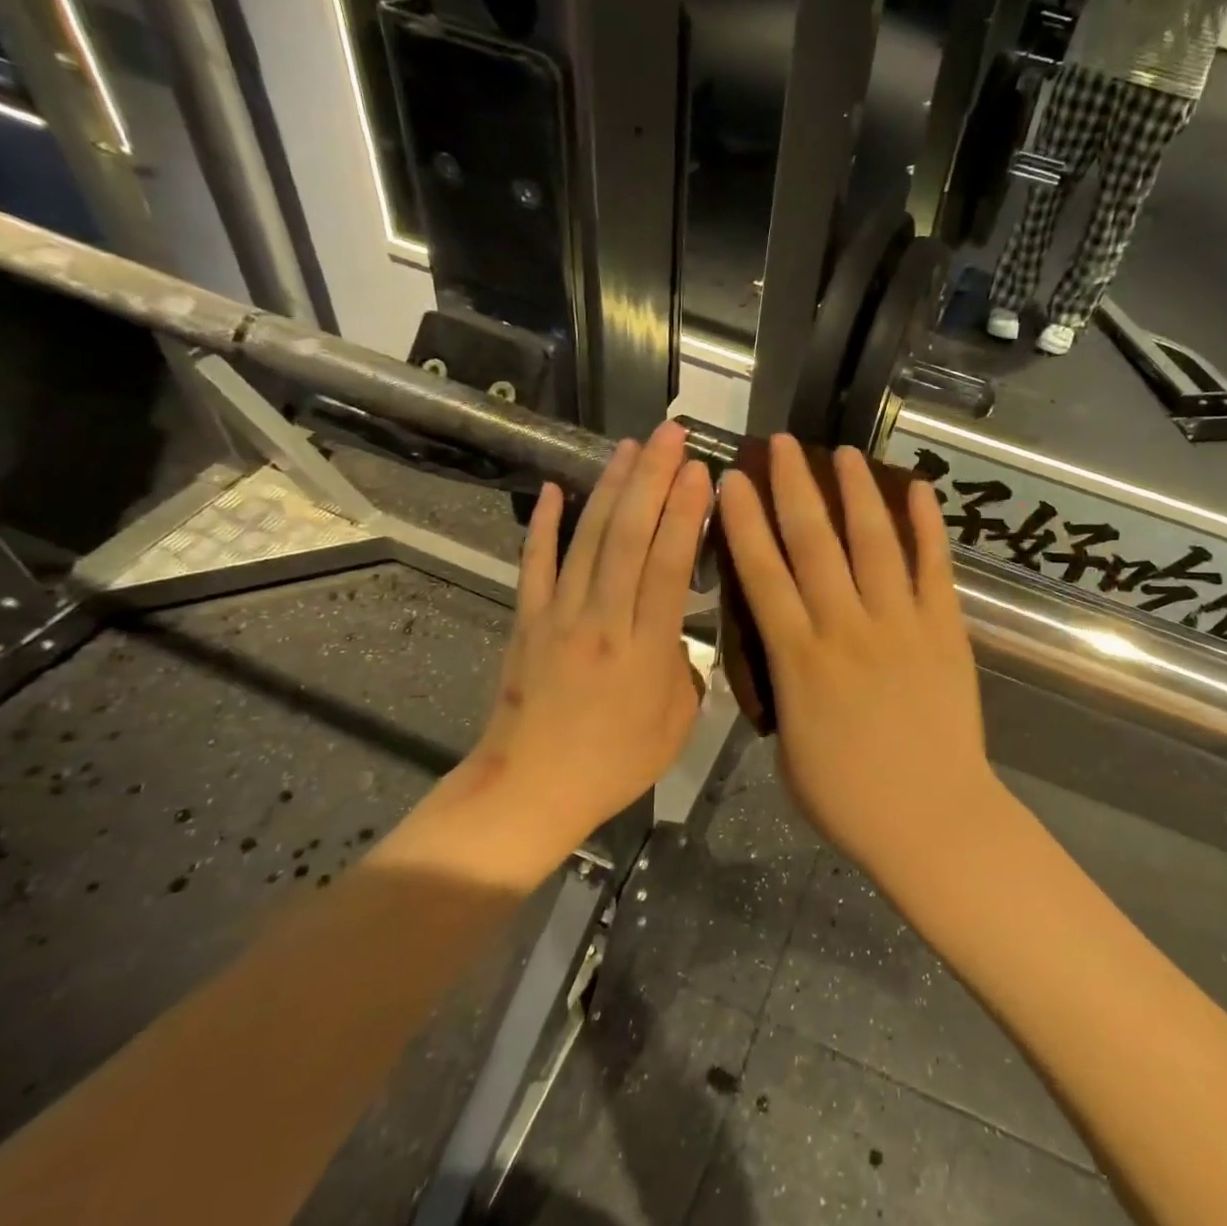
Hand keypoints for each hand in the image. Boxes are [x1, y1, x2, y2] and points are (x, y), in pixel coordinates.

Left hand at [468, 423, 712, 846]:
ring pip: (588, 539)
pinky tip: (557, 489)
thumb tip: (682, 637)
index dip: (684, 512)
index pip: (668, 564)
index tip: (700, 470)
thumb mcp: (677, 727)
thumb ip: (687, 672)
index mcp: (646, 648)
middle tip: (670, 435)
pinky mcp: (527, 621)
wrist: (530, 790)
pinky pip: (535, 564)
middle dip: (652, 478)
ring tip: (629, 447)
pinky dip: (545, 524)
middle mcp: (602, 619)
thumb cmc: (613, 765)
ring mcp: (558, 615)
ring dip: (610, 488)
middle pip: (629, 536)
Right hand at [719, 437, 997, 868]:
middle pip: (814, 544)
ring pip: (874, 543)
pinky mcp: (945, 630)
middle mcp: (845, 627)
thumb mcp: (789, 748)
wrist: (932, 821)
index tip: (733, 481)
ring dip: (856, 493)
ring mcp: (900, 624)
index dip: (744, 523)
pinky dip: (927, 525)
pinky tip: (916, 488)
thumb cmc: (849, 799)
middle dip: (794, 488)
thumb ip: (783, 691)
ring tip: (843, 453)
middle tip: (783, 445)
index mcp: (799, 659)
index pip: (763, 575)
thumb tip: (783, 657)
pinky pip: (935, 568)